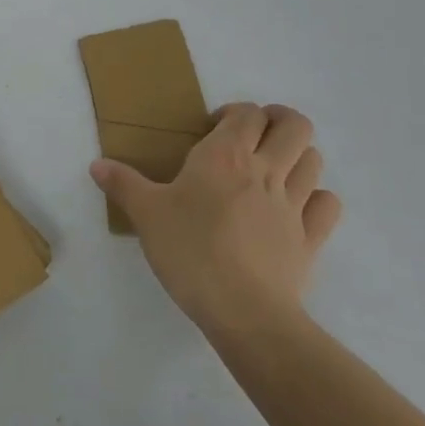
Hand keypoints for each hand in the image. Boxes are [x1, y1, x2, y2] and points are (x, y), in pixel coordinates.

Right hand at [91, 104, 341, 335]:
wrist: (244, 312)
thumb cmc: (191, 252)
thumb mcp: (146, 215)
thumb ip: (123, 184)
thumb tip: (96, 164)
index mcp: (226, 156)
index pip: (247, 113)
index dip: (235, 112)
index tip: (213, 129)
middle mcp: (265, 170)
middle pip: (294, 125)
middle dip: (280, 120)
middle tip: (255, 134)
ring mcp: (294, 204)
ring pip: (314, 160)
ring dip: (298, 156)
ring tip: (274, 169)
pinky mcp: (311, 239)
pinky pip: (327, 206)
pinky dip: (317, 199)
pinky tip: (298, 207)